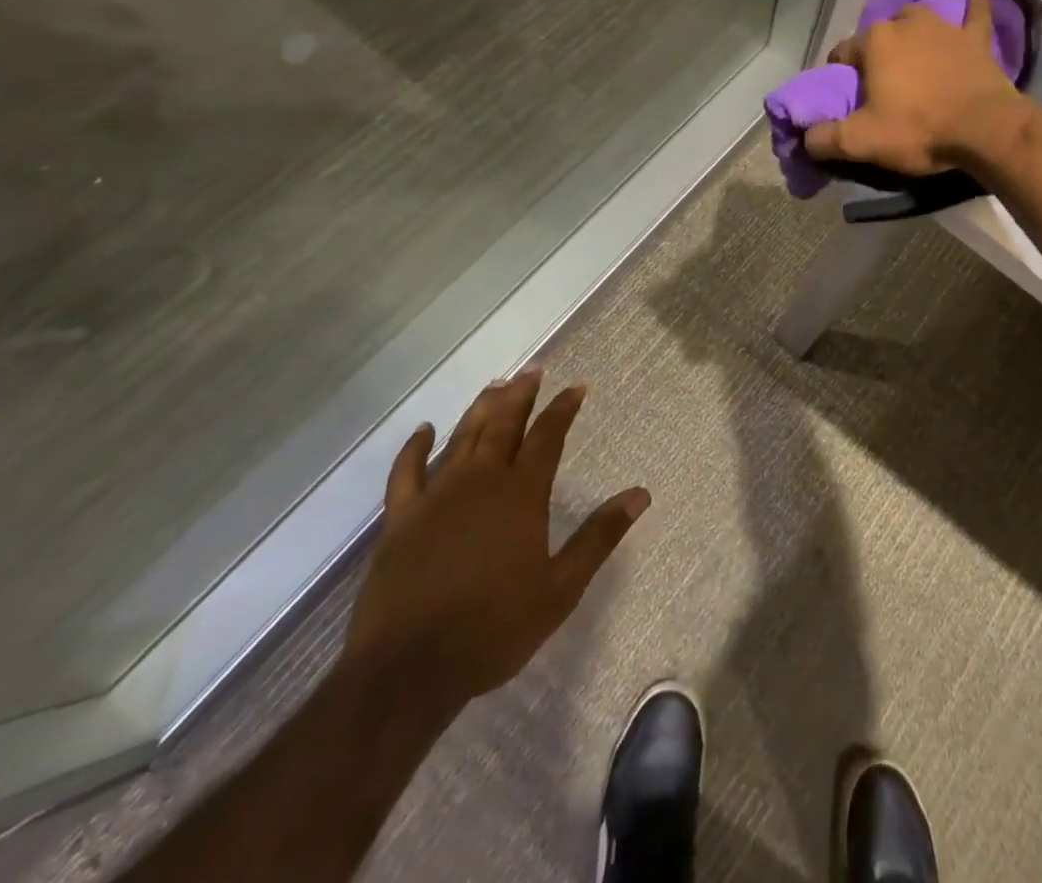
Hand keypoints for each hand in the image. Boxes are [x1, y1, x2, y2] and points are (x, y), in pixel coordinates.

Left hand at [340, 372, 648, 712]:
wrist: (407, 671)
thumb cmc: (494, 629)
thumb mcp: (561, 588)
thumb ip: (599, 537)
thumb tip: (640, 495)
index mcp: (521, 494)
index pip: (548, 436)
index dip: (563, 408)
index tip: (577, 387)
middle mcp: (480, 482)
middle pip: (503, 425)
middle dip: (521, 394)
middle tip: (532, 370)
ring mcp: (436, 497)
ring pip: (462, 438)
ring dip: (481, 409)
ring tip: (495, 386)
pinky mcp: (400, 519)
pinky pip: (406, 472)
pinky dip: (415, 448)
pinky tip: (424, 431)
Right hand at [804, 0, 1030, 175]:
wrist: (984, 128)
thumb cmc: (918, 129)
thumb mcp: (862, 141)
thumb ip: (825, 139)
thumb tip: (805, 138)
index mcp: (874, 42)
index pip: (843, 53)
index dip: (840, 76)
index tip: (846, 99)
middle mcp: (906, 24)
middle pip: (881, 34)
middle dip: (876, 53)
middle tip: (882, 85)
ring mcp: (944, 28)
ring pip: (919, 20)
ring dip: (912, 32)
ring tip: (913, 55)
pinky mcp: (976, 40)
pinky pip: (974, 16)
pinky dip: (973, 8)